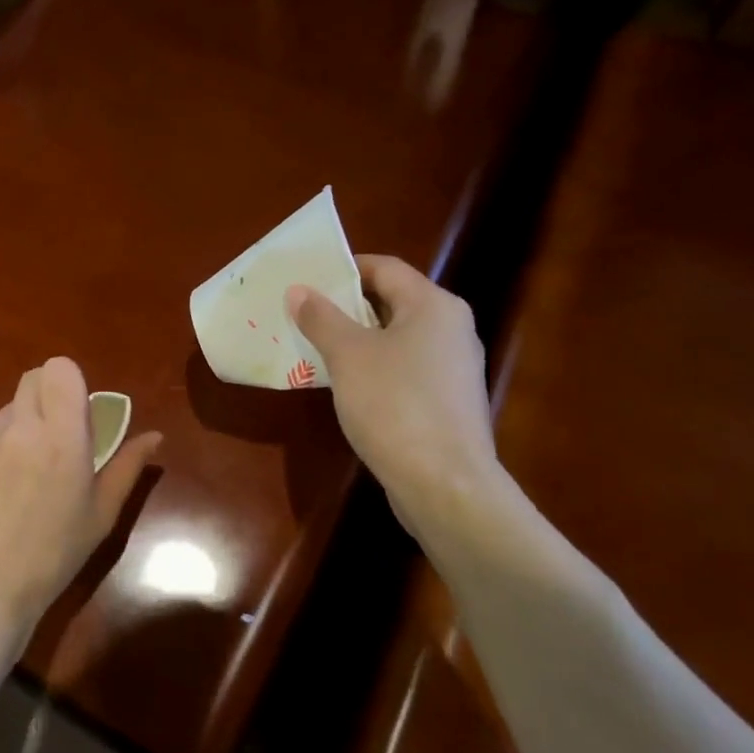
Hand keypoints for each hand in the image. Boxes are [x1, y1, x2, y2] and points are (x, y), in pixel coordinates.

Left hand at [0, 357, 160, 647]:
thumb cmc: (53, 557)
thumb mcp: (101, 516)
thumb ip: (128, 467)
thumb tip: (153, 436)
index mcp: (62, 437)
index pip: (59, 369)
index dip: (68, 383)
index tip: (76, 412)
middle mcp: (19, 428)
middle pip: (30, 380)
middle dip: (45, 398)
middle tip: (53, 439)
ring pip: (4, 415)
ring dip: (18, 432)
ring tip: (21, 480)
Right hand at [287, 256, 502, 520]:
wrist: (445, 484)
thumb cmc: (394, 404)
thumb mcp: (347, 355)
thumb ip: (321, 318)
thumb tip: (299, 290)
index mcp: (434, 306)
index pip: (385, 268)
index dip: (345, 269)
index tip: (307, 280)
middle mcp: (452, 329)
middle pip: (392, 302)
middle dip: (346, 306)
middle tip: (303, 313)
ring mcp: (454, 369)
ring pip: (397, 339)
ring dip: (357, 340)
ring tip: (315, 347)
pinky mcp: (448, 403)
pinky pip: (404, 370)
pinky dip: (374, 368)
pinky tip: (344, 386)